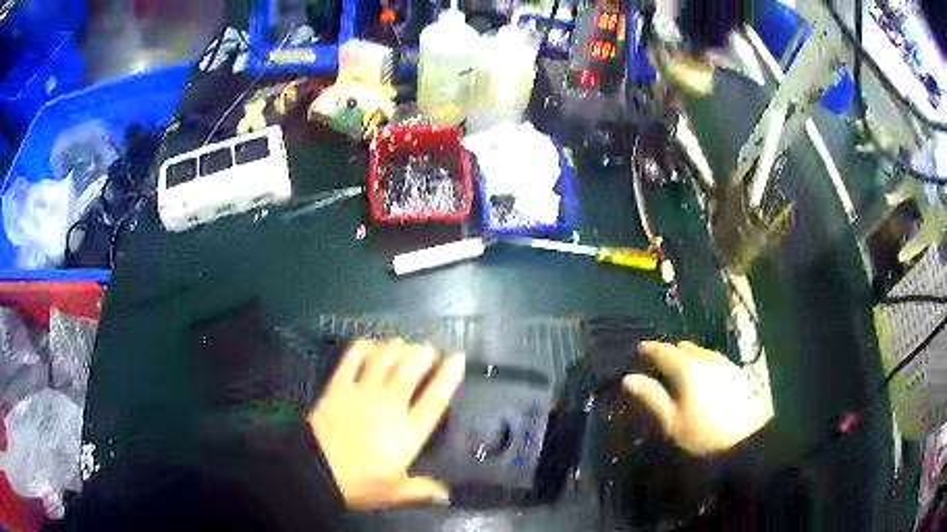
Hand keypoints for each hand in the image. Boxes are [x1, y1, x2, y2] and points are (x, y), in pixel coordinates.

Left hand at [308, 339, 464, 509]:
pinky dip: (364, 347)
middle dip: (424, 353)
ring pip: (384, 357)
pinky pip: (353, 358)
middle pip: (410, 368)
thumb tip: (447, 495)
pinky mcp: (338, 386)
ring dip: (397, 347)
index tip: (458, 358)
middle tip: (429, 350)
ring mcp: (362, 392)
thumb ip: (423, 491)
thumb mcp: (395, 493)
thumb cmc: (359, 484)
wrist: (314, 471)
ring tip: (404, 345)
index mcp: (407, 433)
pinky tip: (370, 345)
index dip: (448, 376)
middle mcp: (389, 405)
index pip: (434, 399)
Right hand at [623, 341, 768, 454]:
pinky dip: (701, 360)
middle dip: (669, 350)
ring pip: (700, 351)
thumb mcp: (672, 420)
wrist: (745, 436)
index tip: (640, 348)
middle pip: (684, 347)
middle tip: (658, 361)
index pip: (664, 351)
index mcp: (687, 368)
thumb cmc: (703, 431)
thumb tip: (629, 378)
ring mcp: (722, 362)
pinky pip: (711, 358)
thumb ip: (652, 396)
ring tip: (678, 366)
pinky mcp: (734, 370)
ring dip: (686, 355)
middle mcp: (705, 358)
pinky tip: (701, 373)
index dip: (651, 348)